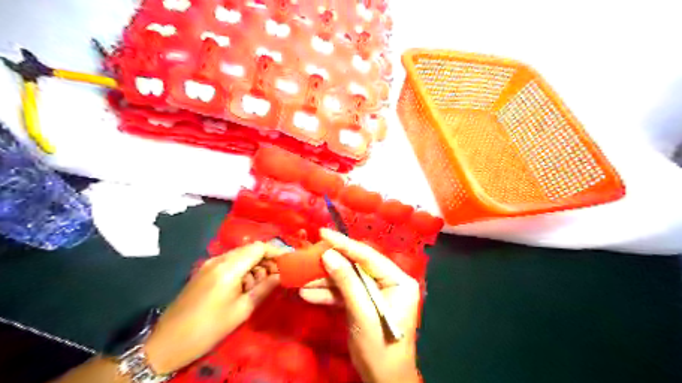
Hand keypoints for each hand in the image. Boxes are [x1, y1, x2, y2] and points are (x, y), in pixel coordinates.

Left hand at [143, 242, 282, 373]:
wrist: (166, 343)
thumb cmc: (208, 329)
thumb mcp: (241, 311)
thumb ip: (264, 289)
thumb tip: (281, 275)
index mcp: (229, 268)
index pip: (259, 247)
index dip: (276, 251)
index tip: (287, 263)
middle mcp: (218, 259)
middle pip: (249, 249)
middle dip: (266, 260)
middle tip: (275, 278)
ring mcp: (209, 264)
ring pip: (240, 256)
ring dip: (254, 266)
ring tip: (258, 286)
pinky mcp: (204, 271)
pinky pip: (229, 263)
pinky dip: (242, 269)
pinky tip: (242, 287)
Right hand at [302, 229, 423, 382]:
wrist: (384, 381)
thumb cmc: (381, 348)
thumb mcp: (363, 313)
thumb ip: (347, 282)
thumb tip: (329, 255)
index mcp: (398, 280)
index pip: (368, 256)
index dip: (344, 244)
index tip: (323, 233)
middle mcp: (388, 281)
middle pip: (356, 266)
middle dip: (331, 264)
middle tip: (309, 255)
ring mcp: (375, 292)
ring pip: (347, 279)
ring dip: (325, 281)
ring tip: (301, 278)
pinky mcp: (363, 302)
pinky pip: (344, 293)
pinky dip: (327, 294)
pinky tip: (308, 293)